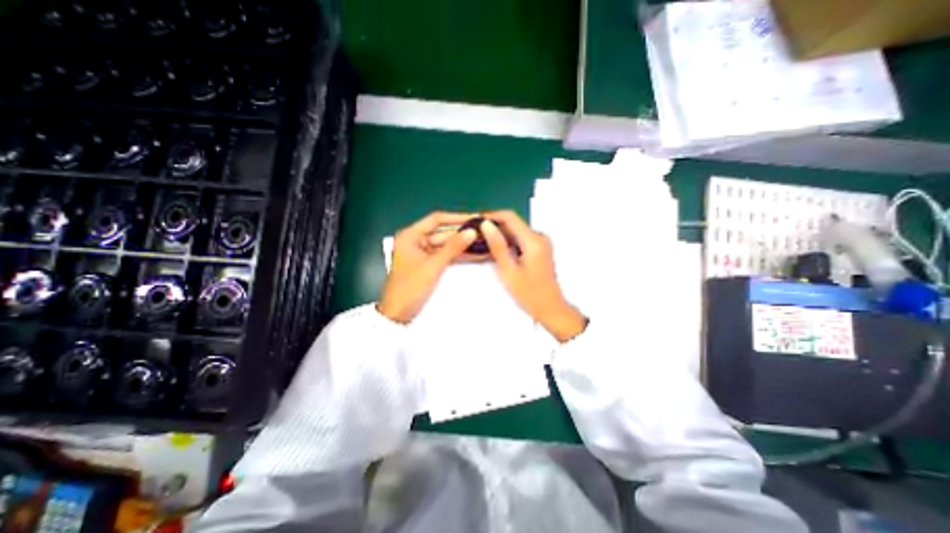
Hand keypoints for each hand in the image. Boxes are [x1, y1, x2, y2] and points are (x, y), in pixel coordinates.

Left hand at [380, 212, 477, 323]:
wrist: (398, 315)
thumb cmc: (411, 288)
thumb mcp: (433, 266)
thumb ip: (453, 248)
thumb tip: (472, 232)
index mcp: (411, 235)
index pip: (437, 219)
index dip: (457, 218)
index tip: (476, 218)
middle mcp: (416, 240)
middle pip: (443, 233)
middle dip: (463, 234)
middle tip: (484, 233)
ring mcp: (422, 253)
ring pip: (446, 245)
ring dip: (463, 245)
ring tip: (484, 243)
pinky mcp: (428, 264)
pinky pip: (445, 255)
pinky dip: (458, 255)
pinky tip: (474, 254)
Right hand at [484, 210, 587, 343]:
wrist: (550, 308)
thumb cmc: (529, 294)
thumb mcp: (509, 271)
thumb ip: (497, 246)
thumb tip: (486, 225)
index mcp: (534, 240)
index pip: (510, 217)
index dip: (491, 215)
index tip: (475, 220)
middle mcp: (539, 237)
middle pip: (514, 223)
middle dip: (494, 225)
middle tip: (476, 233)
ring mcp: (541, 242)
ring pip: (516, 231)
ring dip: (500, 234)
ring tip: (482, 240)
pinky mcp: (540, 249)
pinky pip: (521, 239)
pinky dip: (508, 241)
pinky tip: (496, 249)